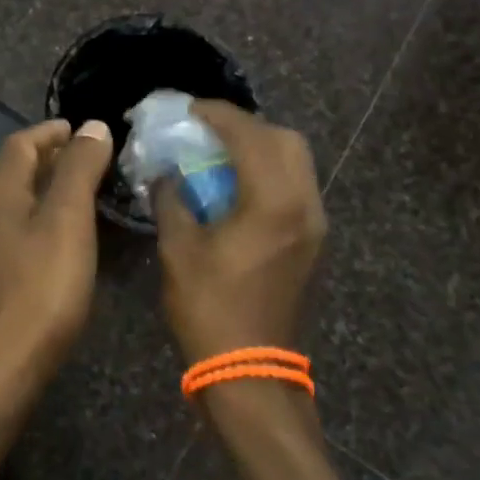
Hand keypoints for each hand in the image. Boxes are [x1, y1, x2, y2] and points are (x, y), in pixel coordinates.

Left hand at [0, 118, 114, 382]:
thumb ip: (79, 169)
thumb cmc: (42, 287)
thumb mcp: (68, 220)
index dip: (51, 131)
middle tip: (87, 158)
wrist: (2, 365)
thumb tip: (92, 126)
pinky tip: (58, 236)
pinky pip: (11, 228)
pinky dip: (36, 216)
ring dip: (42, 187)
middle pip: (12, 170)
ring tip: (78, 192)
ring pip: (11, 201)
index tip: (82, 129)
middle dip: (48, 157)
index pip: (20, 143)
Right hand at [155, 100, 325, 366]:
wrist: (250, 370)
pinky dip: (270, 172)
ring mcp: (314, 224)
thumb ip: (171, 199)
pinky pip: (296, 186)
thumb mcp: (177, 249)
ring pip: (296, 162)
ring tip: (221, 153)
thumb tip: (165, 172)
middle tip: (208, 131)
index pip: (249, 135)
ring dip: (261, 147)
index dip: (217, 114)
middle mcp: (304, 204)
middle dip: (246, 126)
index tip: (189, 109)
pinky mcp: (313, 241)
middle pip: (285, 139)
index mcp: (272, 202)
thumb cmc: (209, 308)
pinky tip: (237, 185)